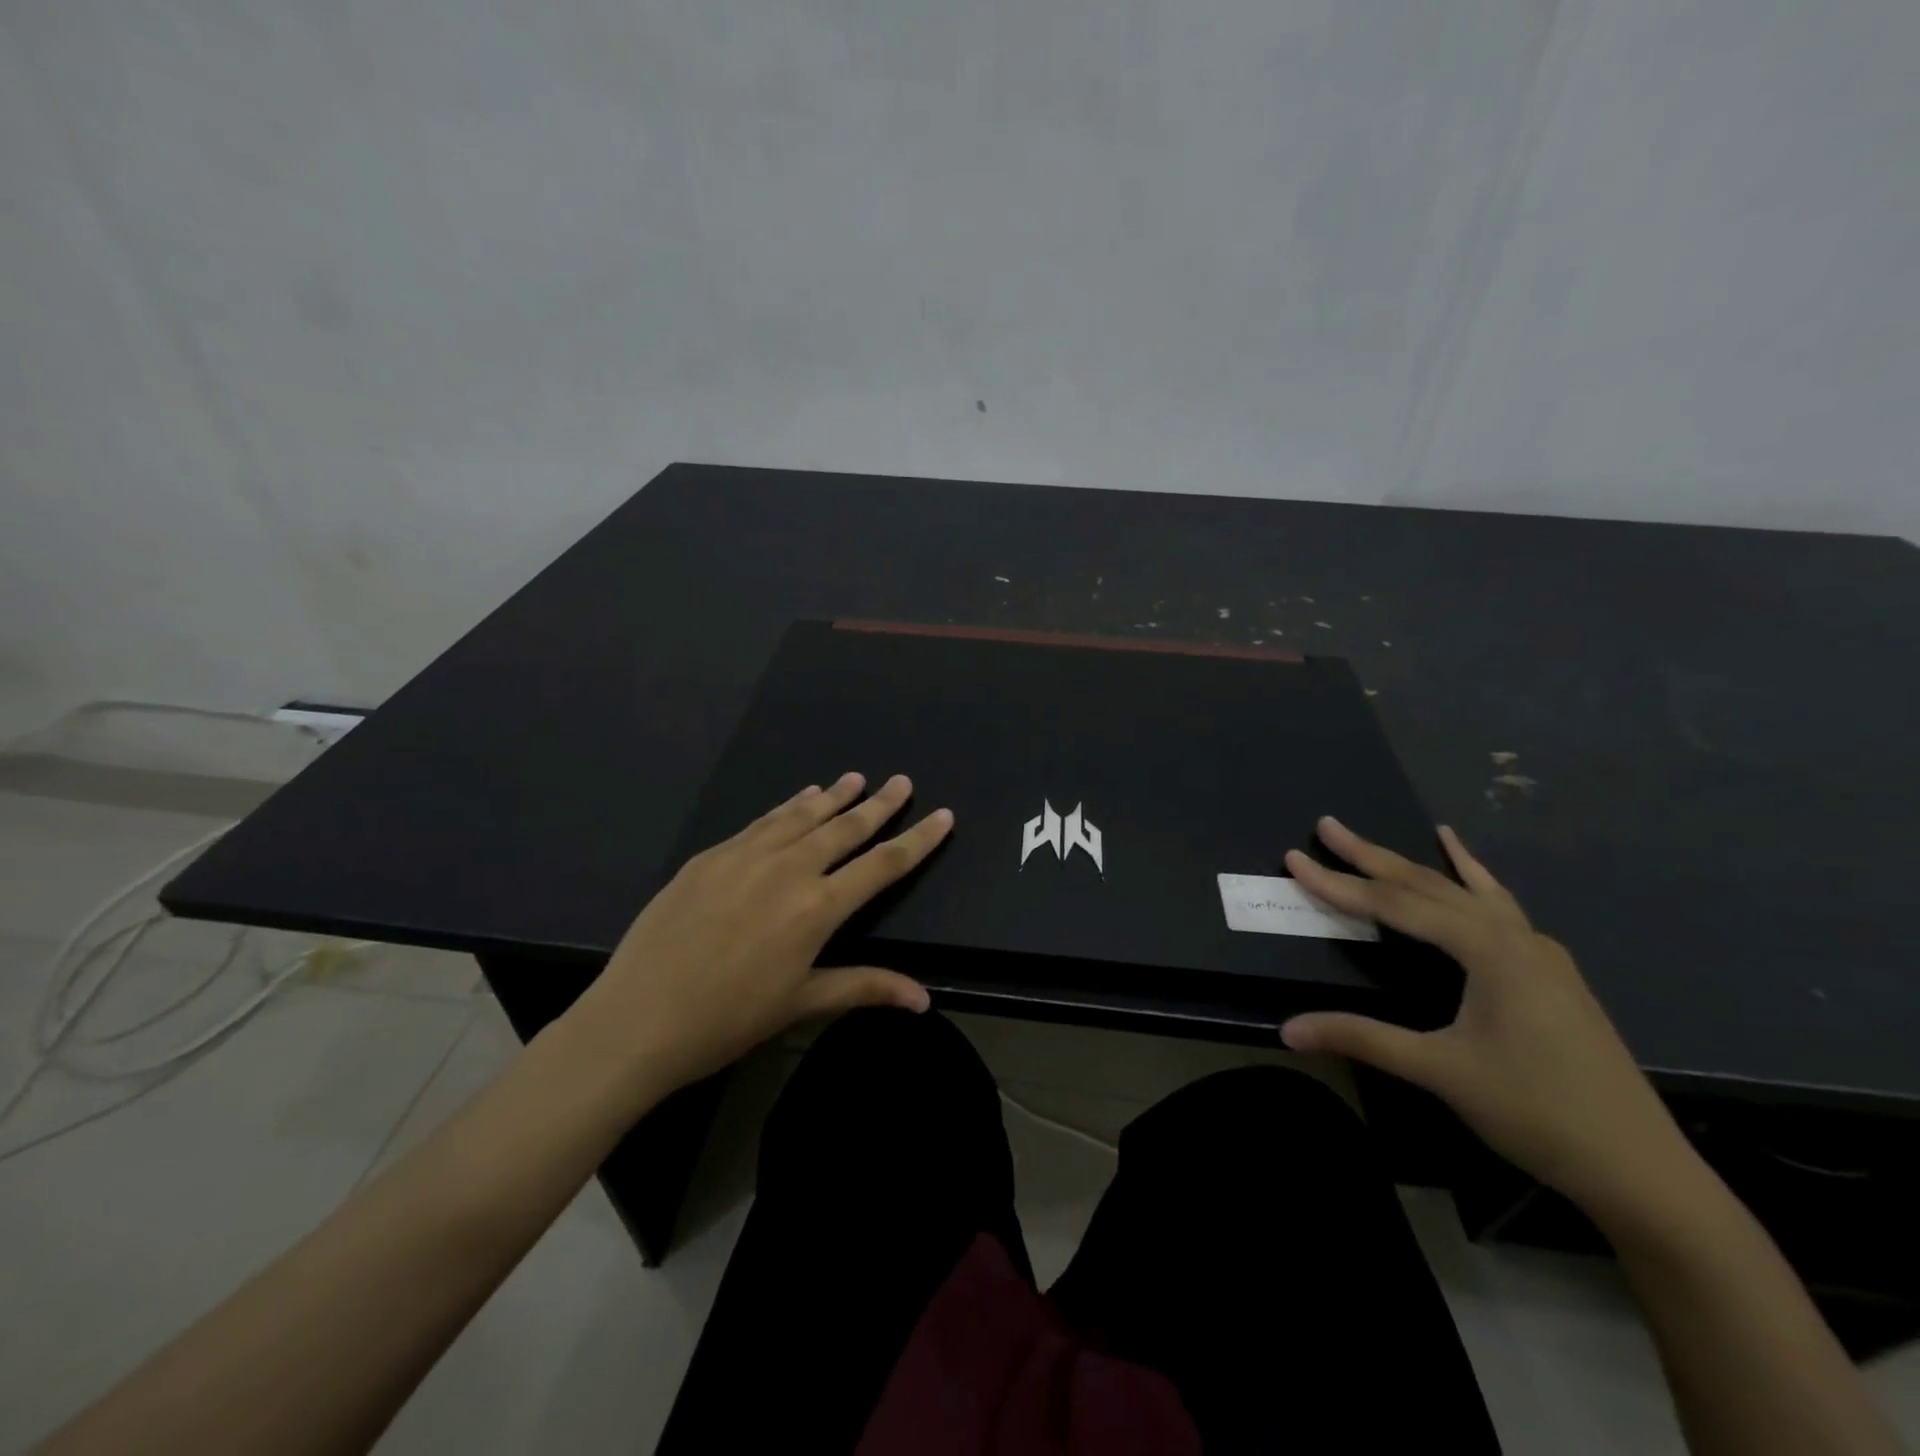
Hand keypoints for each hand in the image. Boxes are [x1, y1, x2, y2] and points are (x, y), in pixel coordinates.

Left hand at [564, 773, 951, 1097]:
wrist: (637, 1019)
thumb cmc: (728, 1020)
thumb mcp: (801, 1003)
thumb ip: (865, 987)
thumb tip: (925, 999)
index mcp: (817, 908)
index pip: (883, 864)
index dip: (918, 840)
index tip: (943, 815)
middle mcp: (788, 869)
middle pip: (845, 828)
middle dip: (879, 804)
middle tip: (901, 782)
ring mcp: (746, 856)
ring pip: (802, 816)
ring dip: (833, 797)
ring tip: (855, 779)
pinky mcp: (711, 855)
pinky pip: (761, 822)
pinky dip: (787, 807)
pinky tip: (798, 799)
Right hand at [1280, 818, 1692, 1220]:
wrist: (1642, 1170)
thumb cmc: (1537, 1112)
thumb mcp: (1440, 1071)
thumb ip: (1362, 1038)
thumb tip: (1287, 1029)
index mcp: (1490, 951)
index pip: (1397, 905)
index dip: (1340, 883)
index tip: (1295, 859)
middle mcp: (1514, 937)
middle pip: (1429, 885)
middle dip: (1371, 857)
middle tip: (1327, 827)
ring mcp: (1538, 952)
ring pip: (1463, 892)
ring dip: (1413, 865)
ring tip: (1376, 840)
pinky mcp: (1548, 970)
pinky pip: (1497, 906)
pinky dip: (1470, 876)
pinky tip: (1461, 855)